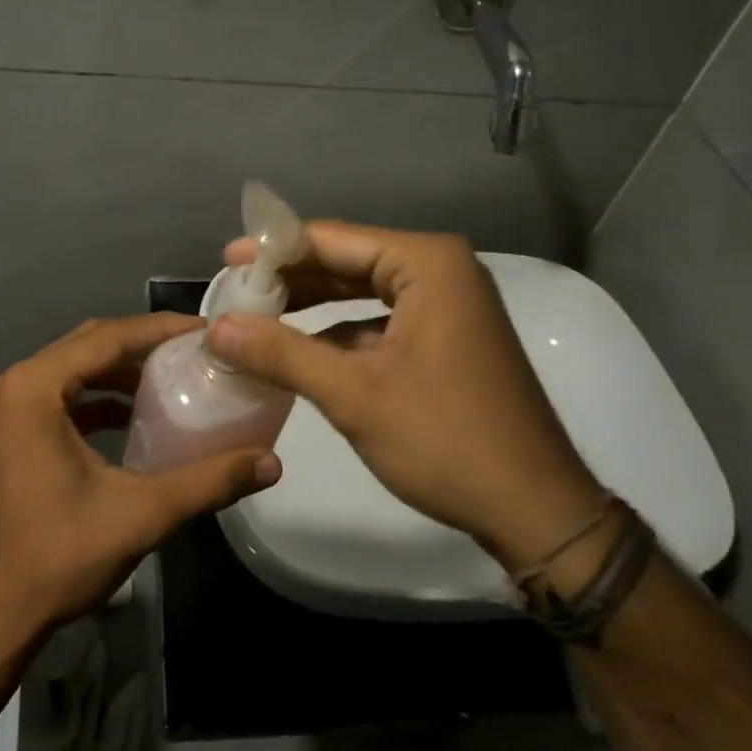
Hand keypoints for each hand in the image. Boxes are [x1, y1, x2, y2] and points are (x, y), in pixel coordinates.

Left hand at [0, 313, 282, 643]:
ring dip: (117, 370)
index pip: (107, 338)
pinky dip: (95, 398)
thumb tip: (271, 463)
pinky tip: (130, 418)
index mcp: (34, 388)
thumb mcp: (141, 513)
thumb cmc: (58, 557)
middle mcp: (13, 386)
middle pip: (87, 345)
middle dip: (141, 344)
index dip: (159, 330)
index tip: (204, 330)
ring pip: (71, 369)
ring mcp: (4, 412)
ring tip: (168, 378)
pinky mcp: (6, 437)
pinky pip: (57, 397)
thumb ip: (208, 481)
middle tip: (192, 350)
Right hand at [207, 223, 601, 573]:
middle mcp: (441, 269)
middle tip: (235, 291)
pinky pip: (381, 318)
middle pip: (348, 260)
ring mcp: (449, 303)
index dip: (274, 250)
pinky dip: (340, 330)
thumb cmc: (445, 439)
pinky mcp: (447, 336)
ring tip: (256, 314)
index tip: (226, 261)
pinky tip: (300, 348)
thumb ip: (280, 353)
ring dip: (312, 305)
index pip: (333, 239)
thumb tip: (215, 326)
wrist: (536, 511)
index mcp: (426, 263)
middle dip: (291, 278)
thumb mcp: (353, 394)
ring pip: (363, 290)